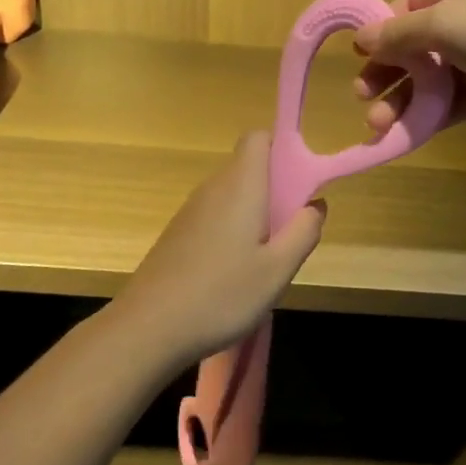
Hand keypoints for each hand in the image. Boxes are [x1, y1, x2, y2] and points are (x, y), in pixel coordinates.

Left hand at [114, 132, 324, 364]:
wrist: (149, 327)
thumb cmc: (221, 295)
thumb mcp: (277, 270)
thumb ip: (303, 231)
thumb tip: (316, 203)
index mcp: (240, 186)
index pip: (258, 138)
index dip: (283, 148)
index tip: (300, 182)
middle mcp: (213, 188)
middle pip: (248, 168)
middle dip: (276, 189)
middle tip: (290, 231)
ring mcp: (191, 211)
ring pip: (232, 195)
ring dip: (255, 213)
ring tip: (266, 259)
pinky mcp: (178, 233)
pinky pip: (215, 216)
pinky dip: (232, 230)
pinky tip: (234, 273)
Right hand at [354, 0, 465, 133]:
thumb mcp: (445, 23)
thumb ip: (399, 34)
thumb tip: (361, 38)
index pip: (402, 9)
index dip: (378, 34)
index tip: (357, 60)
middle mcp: (463, 20)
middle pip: (411, 48)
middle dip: (385, 74)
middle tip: (363, 99)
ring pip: (428, 81)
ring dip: (401, 102)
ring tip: (379, 126)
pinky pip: (451, 104)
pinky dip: (427, 118)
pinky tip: (405, 135)